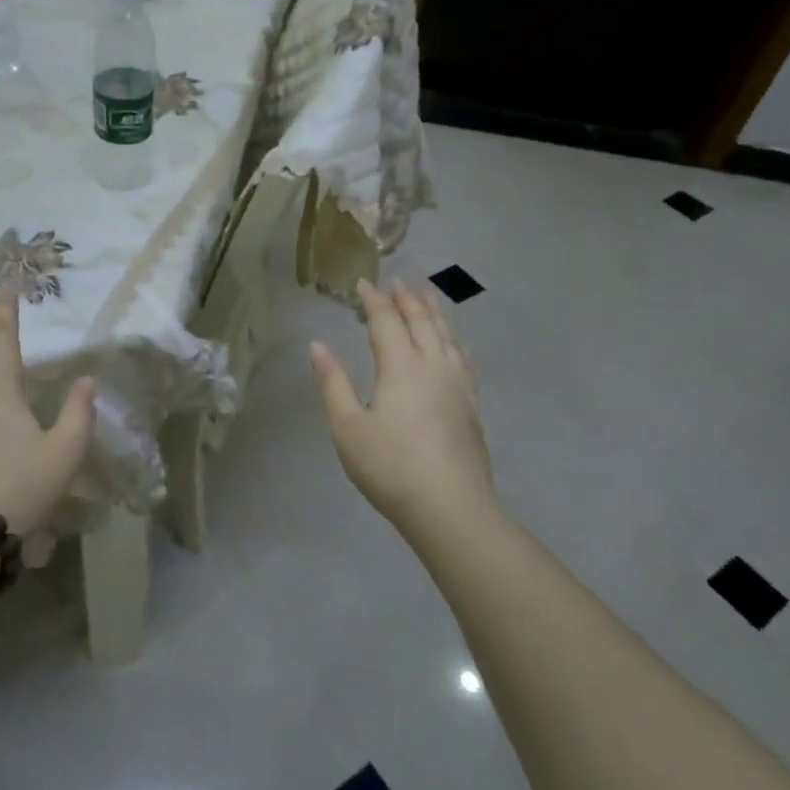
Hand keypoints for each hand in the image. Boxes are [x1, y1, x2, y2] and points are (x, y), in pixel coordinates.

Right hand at [310, 279, 496, 537]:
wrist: (450, 508)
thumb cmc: (390, 467)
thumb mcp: (348, 427)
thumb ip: (333, 383)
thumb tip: (318, 346)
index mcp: (401, 366)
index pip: (387, 321)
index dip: (374, 300)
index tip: (363, 283)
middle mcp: (433, 365)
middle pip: (422, 321)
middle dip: (407, 299)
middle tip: (398, 281)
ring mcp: (458, 384)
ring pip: (447, 335)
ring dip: (434, 312)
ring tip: (427, 297)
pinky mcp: (471, 404)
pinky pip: (463, 357)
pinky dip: (453, 339)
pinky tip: (454, 343)